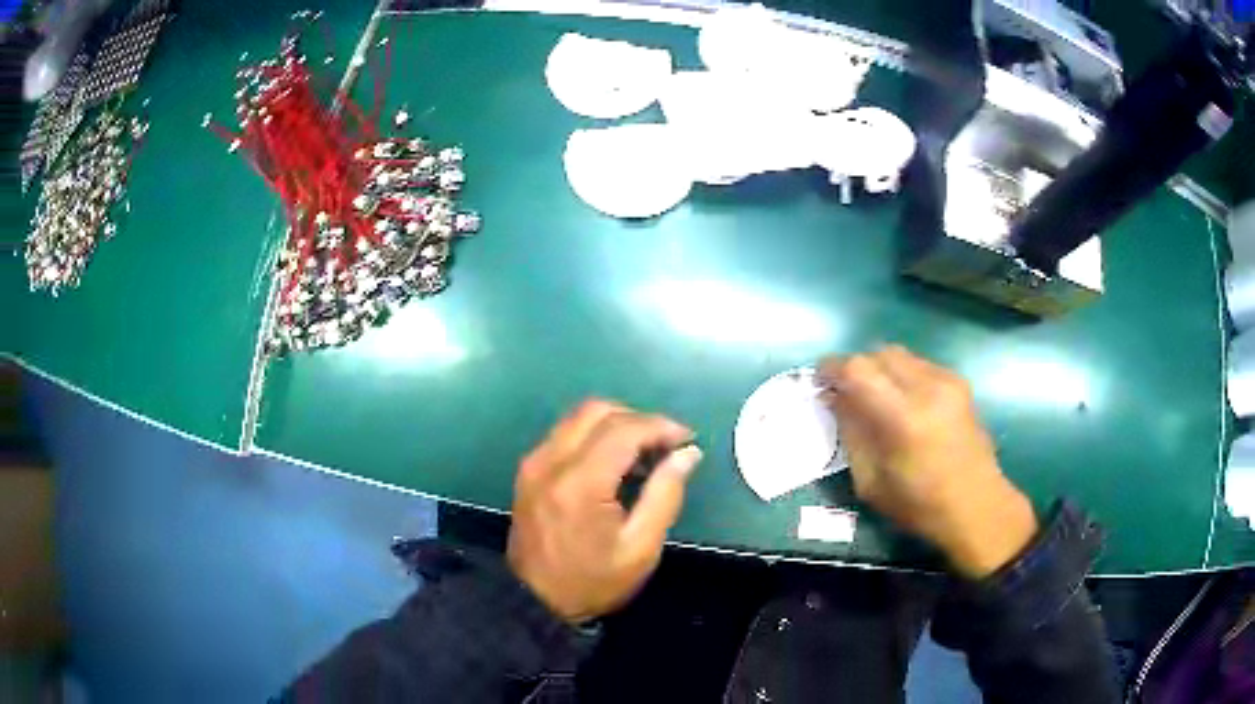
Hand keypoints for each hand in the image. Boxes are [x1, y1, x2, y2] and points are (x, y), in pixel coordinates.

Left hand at [507, 400, 702, 623]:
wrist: (535, 600)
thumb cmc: (593, 581)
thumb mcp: (641, 548)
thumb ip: (665, 494)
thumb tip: (688, 453)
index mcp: (579, 483)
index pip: (624, 429)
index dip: (660, 426)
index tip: (687, 440)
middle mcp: (550, 461)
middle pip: (598, 410)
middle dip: (639, 419)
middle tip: (666, 446)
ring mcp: (534, 462)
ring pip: (579, 417)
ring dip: (616, 423)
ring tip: (644, 454)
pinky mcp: (529, 469)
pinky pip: (565, 433)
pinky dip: (595, 434)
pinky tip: (614, 462)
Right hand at [818, 346, 1037, 578]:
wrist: (977, 506)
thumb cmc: (920, 505)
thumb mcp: (871, 481)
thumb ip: (851, 433)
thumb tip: (834, 398)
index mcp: (903, 417)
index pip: (858, 369)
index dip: (832, 368)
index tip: (819, 380)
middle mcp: (927, 387)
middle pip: (879, 353)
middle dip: (857, 367)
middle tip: (846, 391)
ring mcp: (947, 381)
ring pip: (900, 354)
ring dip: (880, 369)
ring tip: (874, 397)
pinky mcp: (959, 383)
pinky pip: (919, 365)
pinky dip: (902, 375)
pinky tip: (903, 403)